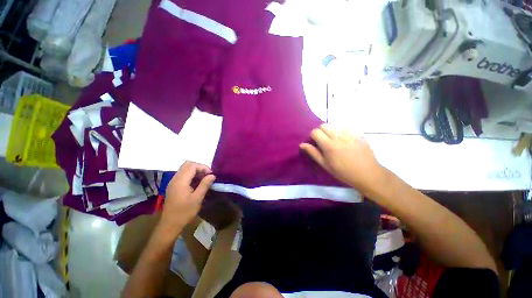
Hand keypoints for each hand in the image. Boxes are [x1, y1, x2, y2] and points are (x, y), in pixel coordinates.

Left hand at [159, 161, 215, 235]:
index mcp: (180, 181)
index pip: (192, 165)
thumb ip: (205, 184)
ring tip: (203, 180)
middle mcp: (175, 179)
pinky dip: (191, 175)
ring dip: (195, 171)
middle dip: (199, 167)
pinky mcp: (173, 186)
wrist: (170, 224)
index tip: (211, 175)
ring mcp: (173, 182)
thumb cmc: (184, 212)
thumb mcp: (197, 198)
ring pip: (185, 169)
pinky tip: (196, 184)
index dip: (203, 167)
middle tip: (207, 176)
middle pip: (187, 164)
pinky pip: (183, 175)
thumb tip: (212, 175)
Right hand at [300, 124, 384, 195]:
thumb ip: (313, 153)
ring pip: (334, 125)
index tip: (316, 143)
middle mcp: (338, 136)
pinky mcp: (358, 133)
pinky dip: (342, 131)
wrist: (367, 174)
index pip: (315, 131)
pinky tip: (346, 140)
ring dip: (332, 131)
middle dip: (321, 132)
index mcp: (329, 145)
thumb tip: (302, 144)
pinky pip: (346, 127)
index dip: (313, 136)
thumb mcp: (325, 165)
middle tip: (325, 142)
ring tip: (336, 141)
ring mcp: (349, 133)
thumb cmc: (343, 172)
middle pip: (324, 125)